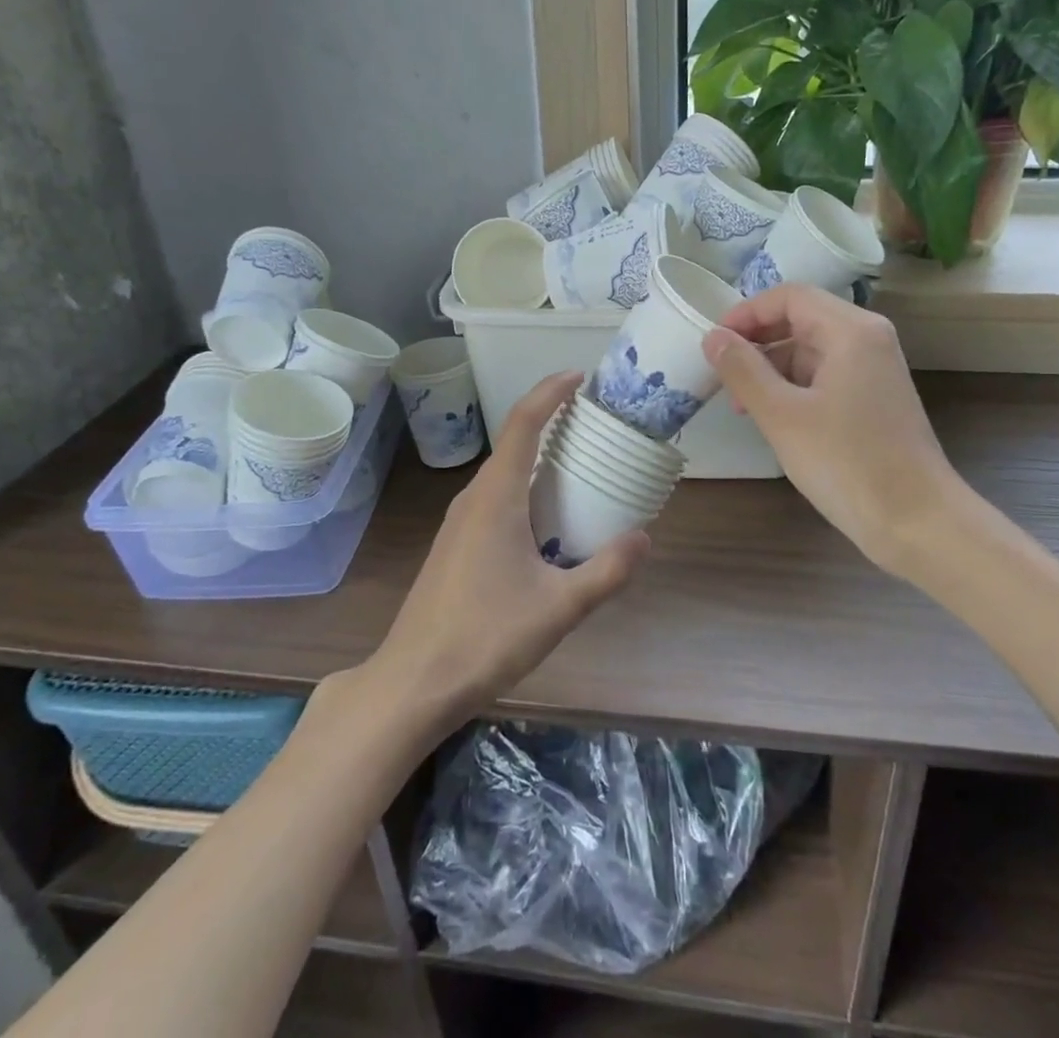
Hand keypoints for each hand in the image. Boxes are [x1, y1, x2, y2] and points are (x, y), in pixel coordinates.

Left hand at [364, 372, 648, 726]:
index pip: (523, 423)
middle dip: (551, 423)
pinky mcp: (455, 545)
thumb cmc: (486, 636)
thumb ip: (606, 571)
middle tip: (595, 425)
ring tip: (579, 467)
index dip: (550, 392)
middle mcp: (474, 498)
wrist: (414, 681)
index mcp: (496, 496)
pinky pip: (495, 498)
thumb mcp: (559, 607)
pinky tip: (547, 521)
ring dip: (538, 459)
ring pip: (504, 474)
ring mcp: (459, 522)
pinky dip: (525, 489)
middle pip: (514, 443)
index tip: (579, 377)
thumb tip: (644, 538)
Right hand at [702, 283, 967, 575]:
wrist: (918, 524)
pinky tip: (772, 418)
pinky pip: (824, 375)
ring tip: (742, 406)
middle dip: (756, 342)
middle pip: (800, 319)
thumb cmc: (847, 463)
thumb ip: (742, 370)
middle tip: (721, 375)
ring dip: (770, 368)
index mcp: (851, 331)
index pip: (789, 296)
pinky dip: (792, 387)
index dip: (746, 313)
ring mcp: (873, 370)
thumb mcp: (782, 416)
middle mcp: (867, 339)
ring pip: (809, 349)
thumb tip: (712, 337)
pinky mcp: (873, 399)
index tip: (714, 343)